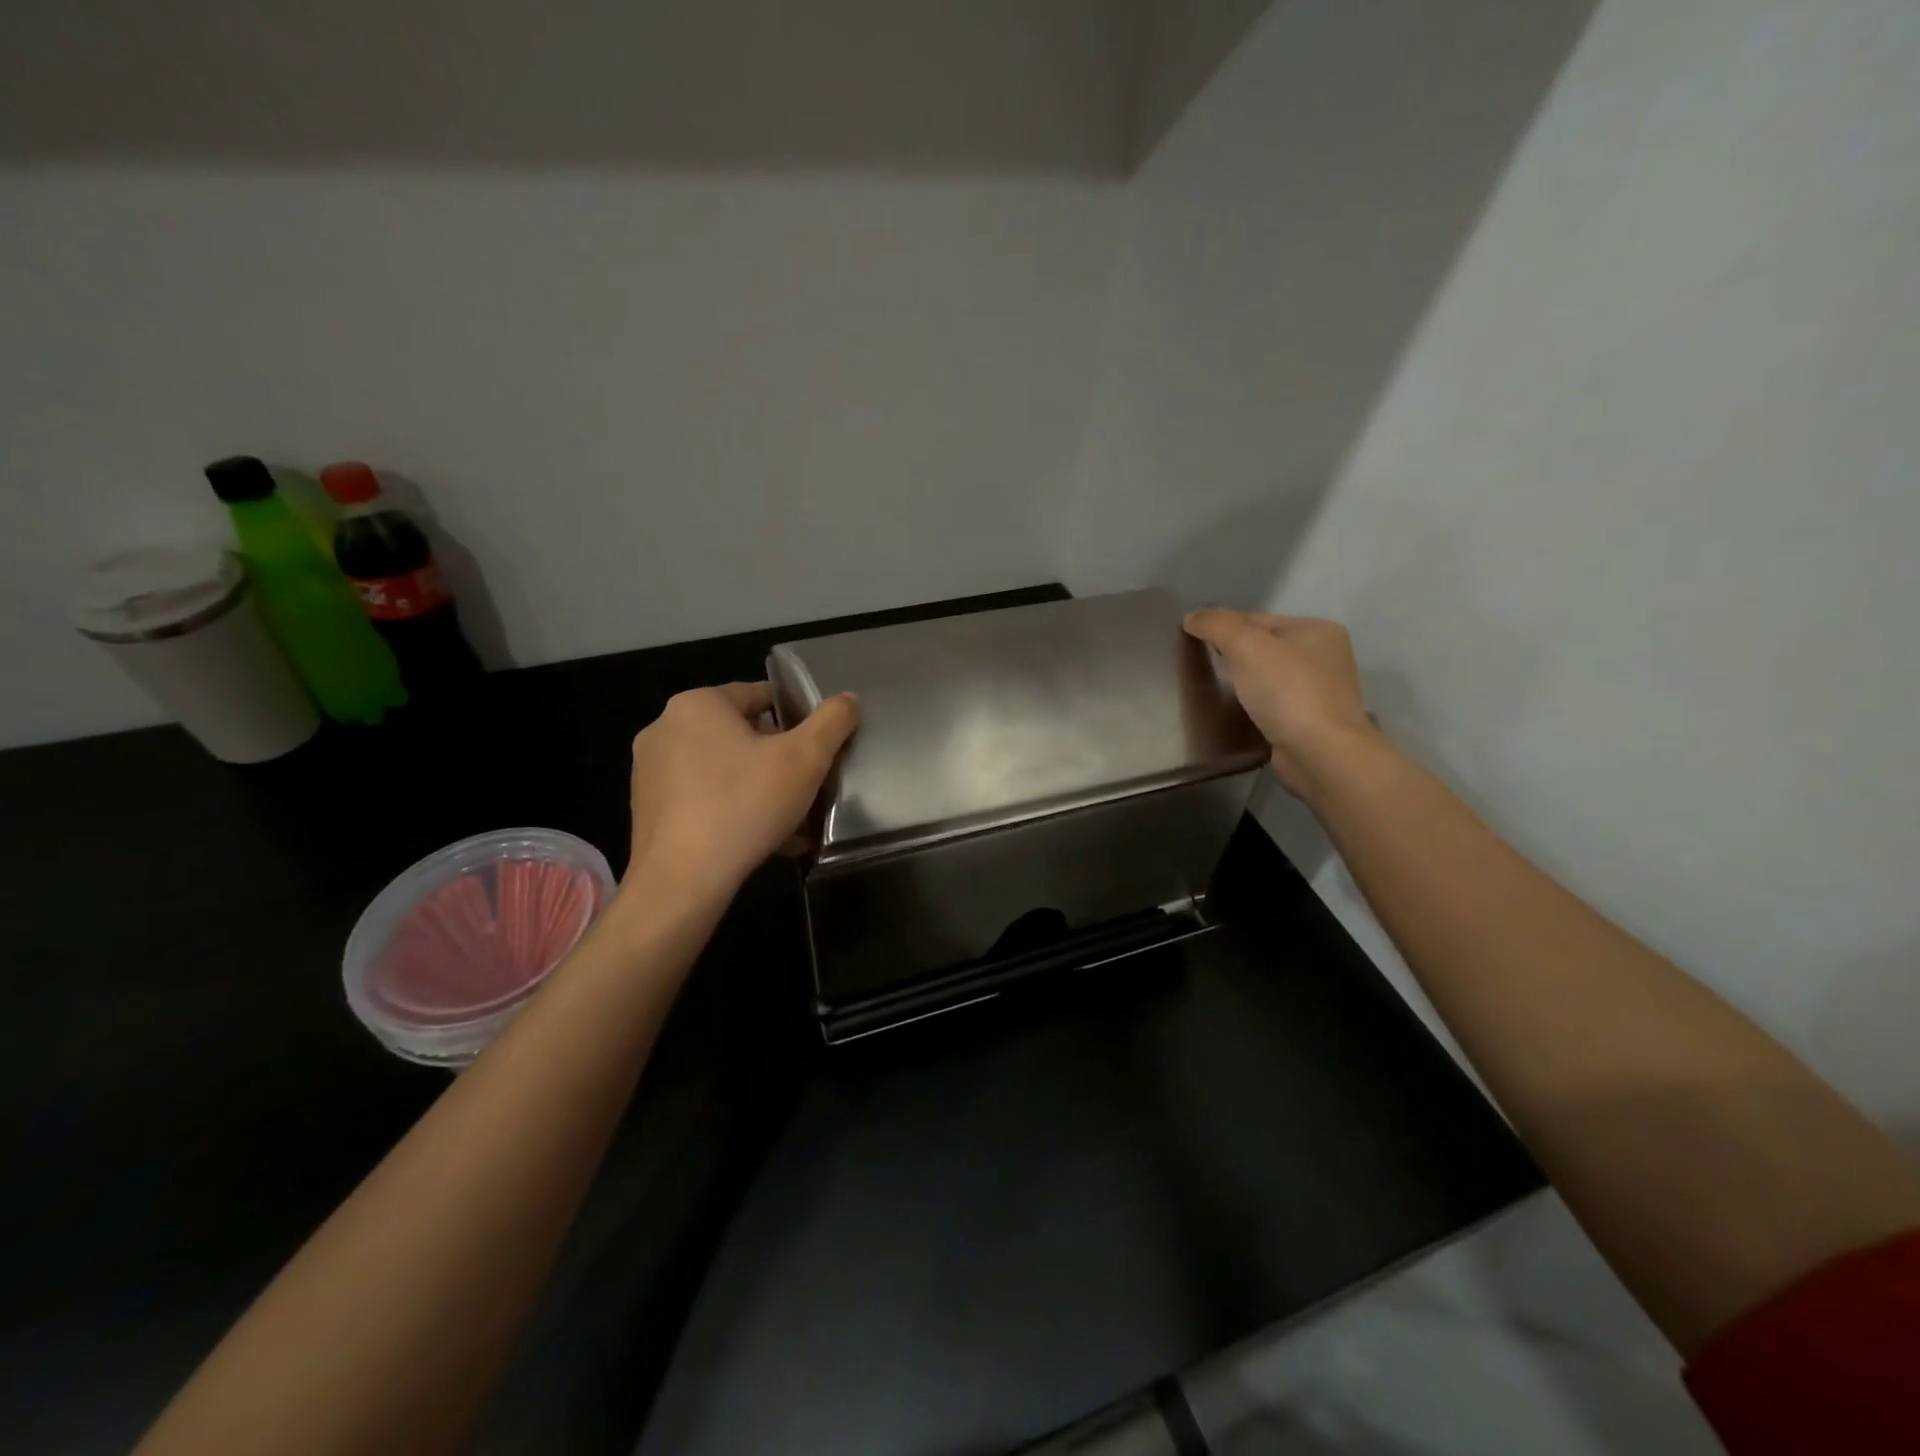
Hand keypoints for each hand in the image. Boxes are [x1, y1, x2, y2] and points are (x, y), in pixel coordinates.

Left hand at [622, 682, 858, 904]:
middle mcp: (666, 728)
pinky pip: (703, 799)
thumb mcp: (805, 758)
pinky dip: (733, 811)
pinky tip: (765, 841)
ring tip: (792, 819)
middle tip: (807, 786)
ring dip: (759, 788)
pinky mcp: (648, 809)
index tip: (818, 747)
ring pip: (723, 770)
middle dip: (778, 759)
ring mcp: (651, 771)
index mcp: (697, 705)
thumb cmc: (745, 805)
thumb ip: (832, 721)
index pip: (758, 695)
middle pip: (740, 734)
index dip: (796, 718)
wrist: (682, 880)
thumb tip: (847, 700)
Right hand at [1183, 608, 1380, 799]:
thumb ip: (1216, 624)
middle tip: (1204, 667)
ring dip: (1244, 682)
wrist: (1320, 753)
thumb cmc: (1287, 690)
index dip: (1224, 627)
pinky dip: (1255, 706)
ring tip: (1217, 691)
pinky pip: (1273, 704)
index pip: (1258, 618)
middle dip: (1234, 655)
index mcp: (1317, 629)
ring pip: (1268, 676)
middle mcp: (1325, 656)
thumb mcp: (1245, 645)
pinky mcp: (1311, 722)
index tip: (1195, 642)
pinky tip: (1239, 713)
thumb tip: (1192, 616)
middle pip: (1264, 647)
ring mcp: (1321, 691)